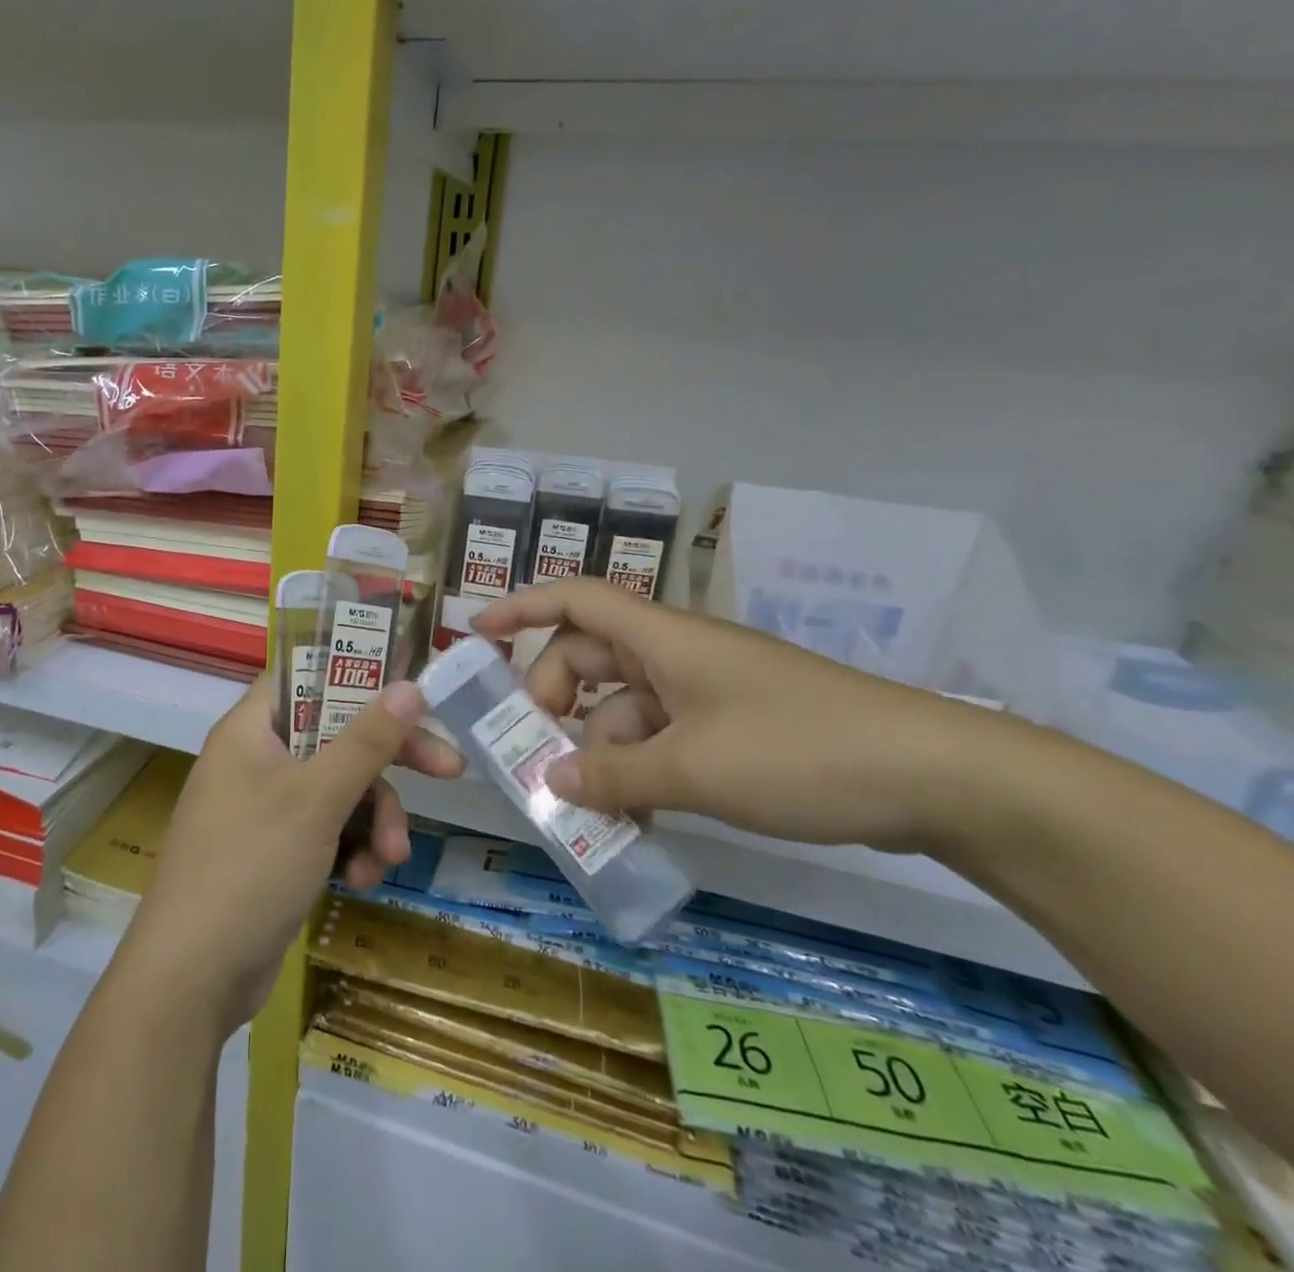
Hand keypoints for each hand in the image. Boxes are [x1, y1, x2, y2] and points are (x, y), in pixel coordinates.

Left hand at [118, 675, 460, 1034]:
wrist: (192, 978)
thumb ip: (367, 740)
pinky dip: (350, 850)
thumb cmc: (250, 865)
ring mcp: (266, 808)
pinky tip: (361, 881)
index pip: (307, 675)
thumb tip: (410, 685)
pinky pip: (327, 831)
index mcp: (253, 728)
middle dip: (388, 765)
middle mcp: (258, 759)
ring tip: (389, 858)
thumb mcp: (317, 798)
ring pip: (339, 790)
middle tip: (449, 771)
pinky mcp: (276, 852)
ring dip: (373, 821)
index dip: (357, 674)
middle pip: (336, 736)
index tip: (409, 689)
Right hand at [472, 580, 1010, 856]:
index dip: (521, 607)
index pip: (575, 599)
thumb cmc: (802, 751)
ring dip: (601, 750)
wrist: (939, 775)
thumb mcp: (695, 768)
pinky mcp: (735, 727)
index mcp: (664, 639)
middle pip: (590, 657)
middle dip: (554, 699)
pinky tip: (639, 815)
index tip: (476, 634)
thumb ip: (616, 774)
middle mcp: (678, 655)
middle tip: (535, 752)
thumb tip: (554, 780)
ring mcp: (708, 692)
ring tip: (590, 809)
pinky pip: (663, 737)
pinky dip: (642, 768)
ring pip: (626, 707)